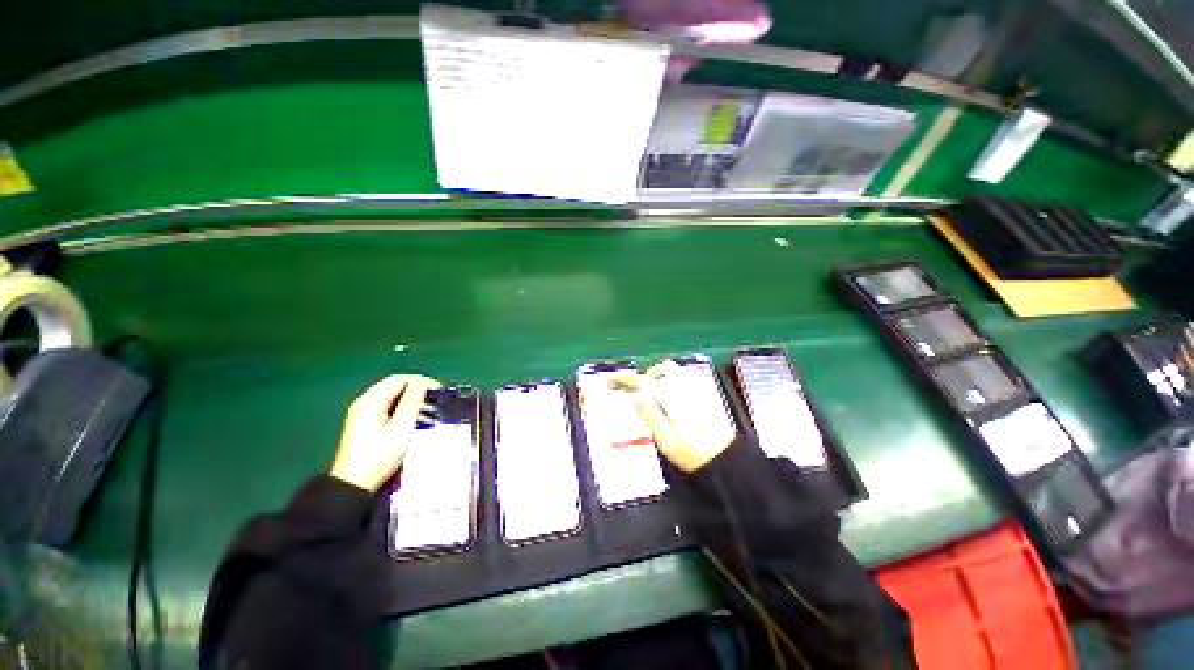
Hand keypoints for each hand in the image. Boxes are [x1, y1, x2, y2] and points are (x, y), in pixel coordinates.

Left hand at [329, 374, 441, 491]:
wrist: (353, 486)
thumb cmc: (379, 456)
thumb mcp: (401, 429)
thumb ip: (411, 403)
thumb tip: (420, 384)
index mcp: (370, 401)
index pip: (398, 380)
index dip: (421, 381)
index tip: (439, 390)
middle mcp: (363, 403)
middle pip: (393, 386)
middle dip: (417, 388)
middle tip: (436, 398)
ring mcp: (361, 414)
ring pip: (390, 396)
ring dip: (410, 398)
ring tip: (429, 407)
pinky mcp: (363, 425)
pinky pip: (386, 407)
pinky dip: (401, 407)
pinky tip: (412, 417)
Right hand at [610, 362, 734, 472]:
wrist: (726, 462)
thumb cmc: (694, 454)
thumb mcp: (666, 439)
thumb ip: (650, 415)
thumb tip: (634, 395)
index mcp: (673, 398)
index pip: (644, 381)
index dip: (625, 379)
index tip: (611, 381)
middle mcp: (685, 388)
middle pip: (661, 369)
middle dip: (644, 376)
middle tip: (631, 390)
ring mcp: (696, 391)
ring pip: (672, 373)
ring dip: (655, 378)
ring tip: (646, 395)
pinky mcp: (702, 397)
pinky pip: (680, 381)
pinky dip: (667, 383)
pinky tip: (664, 399)